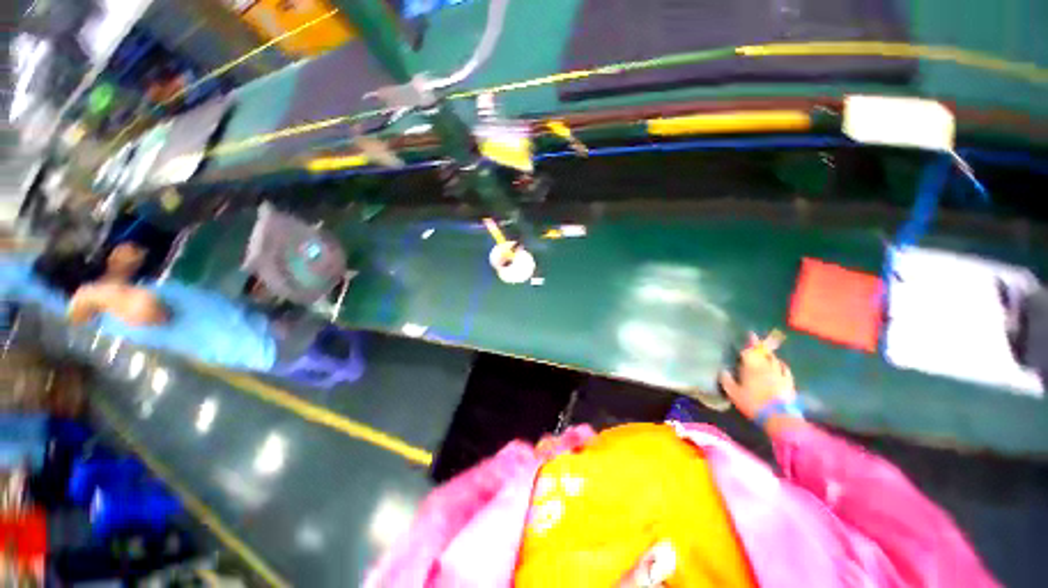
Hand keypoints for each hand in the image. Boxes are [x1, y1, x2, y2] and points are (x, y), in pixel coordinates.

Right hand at [719, 332, 795, 419]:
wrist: (779, 417)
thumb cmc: (753, 403)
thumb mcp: (733, 393)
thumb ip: (726, 380)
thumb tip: (723, 370)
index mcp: (751, 367)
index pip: (749, 351)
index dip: (749, 343)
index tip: (749, 334)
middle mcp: (766, 367)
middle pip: (763, 352)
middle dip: (759, 344)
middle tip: (757, 337)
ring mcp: (779, 374)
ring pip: (774, 359)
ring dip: (769, 353)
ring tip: (766, 350)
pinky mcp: (789, 382)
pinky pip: (785, 368)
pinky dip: (781, 363)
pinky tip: (780, 363)